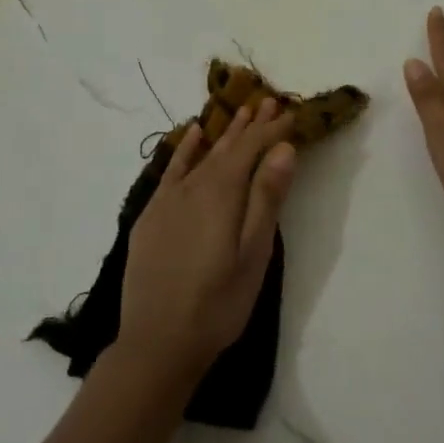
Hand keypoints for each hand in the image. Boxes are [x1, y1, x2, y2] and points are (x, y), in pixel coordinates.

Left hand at [120, 100, 298, 381]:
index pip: (250, 150)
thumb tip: (283, 149)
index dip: (272, 131)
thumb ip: (266, 199)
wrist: (157, 342)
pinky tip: (192, 134)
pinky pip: (171, 169)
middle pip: (226, 147)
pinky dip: (184, 149)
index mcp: (221, 194)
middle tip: (269, 100)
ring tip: (240, 110)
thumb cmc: (218, 304)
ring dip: (222, 132)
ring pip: (201, 154)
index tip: (292, 113)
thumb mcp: (253, 256)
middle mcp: (193, 187)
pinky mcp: (151, 214)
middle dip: (250, 124)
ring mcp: (168, 199)